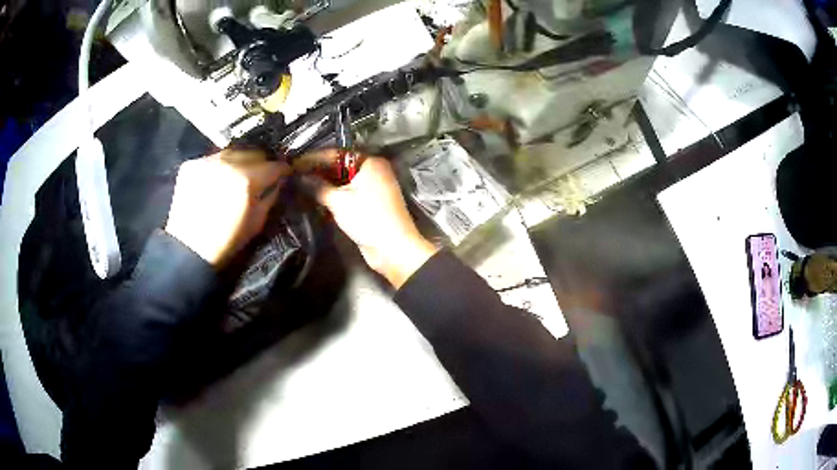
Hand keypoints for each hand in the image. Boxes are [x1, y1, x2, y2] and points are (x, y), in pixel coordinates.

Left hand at [164, 149, 289, 266]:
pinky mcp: (191, 165)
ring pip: (232, 152)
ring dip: (239, 162)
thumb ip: (271, 196)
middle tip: (260, 175)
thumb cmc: (227, 241)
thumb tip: (278, 181)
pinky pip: (212, 159)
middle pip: (253, 152)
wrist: (189, 249)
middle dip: (260, 163)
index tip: (285, 173)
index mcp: (247, 179)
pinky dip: (218, 167)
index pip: (273, 165)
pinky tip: (216, 181)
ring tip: (237, 176)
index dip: (282, 170)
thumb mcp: (257, 222)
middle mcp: (228, 163)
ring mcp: (207, 161)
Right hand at [298, 151, 436, 287]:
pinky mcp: (369, 203)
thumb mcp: (339, 201)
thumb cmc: (368, 218)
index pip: (336, 154)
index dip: (313, 159)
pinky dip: (333, 195)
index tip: (293, 164)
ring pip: (342, 181)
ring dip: (323, 185)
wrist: (393, 249)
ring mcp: (372, 187)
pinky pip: (347, 193)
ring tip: (298, 186)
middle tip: (293, 176)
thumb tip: (297, 177)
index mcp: (369, 162)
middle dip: (317, 172)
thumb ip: (317, 186)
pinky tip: (314, 198)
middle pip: (339, 166)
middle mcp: (372, 170)